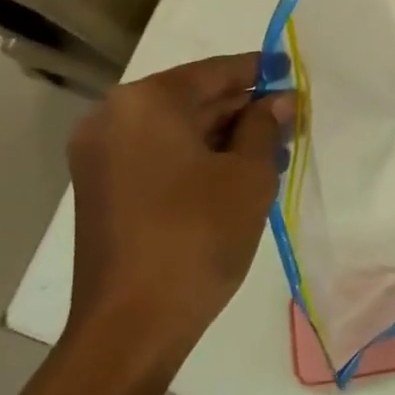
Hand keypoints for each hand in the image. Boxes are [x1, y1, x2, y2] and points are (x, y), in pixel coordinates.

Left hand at [66, 54, 291, 360]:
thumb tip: (278, 101)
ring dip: (225, 134)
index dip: (259, 71)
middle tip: (290, 116)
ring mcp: (102, 155)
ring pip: (176, 128)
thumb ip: (264, 127)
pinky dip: (198, 156)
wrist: (133, 324)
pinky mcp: (103, 188)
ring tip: (275, 148)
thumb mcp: (248, 175)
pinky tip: (239, 171)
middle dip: (243, 107)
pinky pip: (159, 154)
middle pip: (192, 98)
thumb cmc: (197, 235)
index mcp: (146, 103)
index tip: (292, 71)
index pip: (214, 73)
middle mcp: (114, 118)